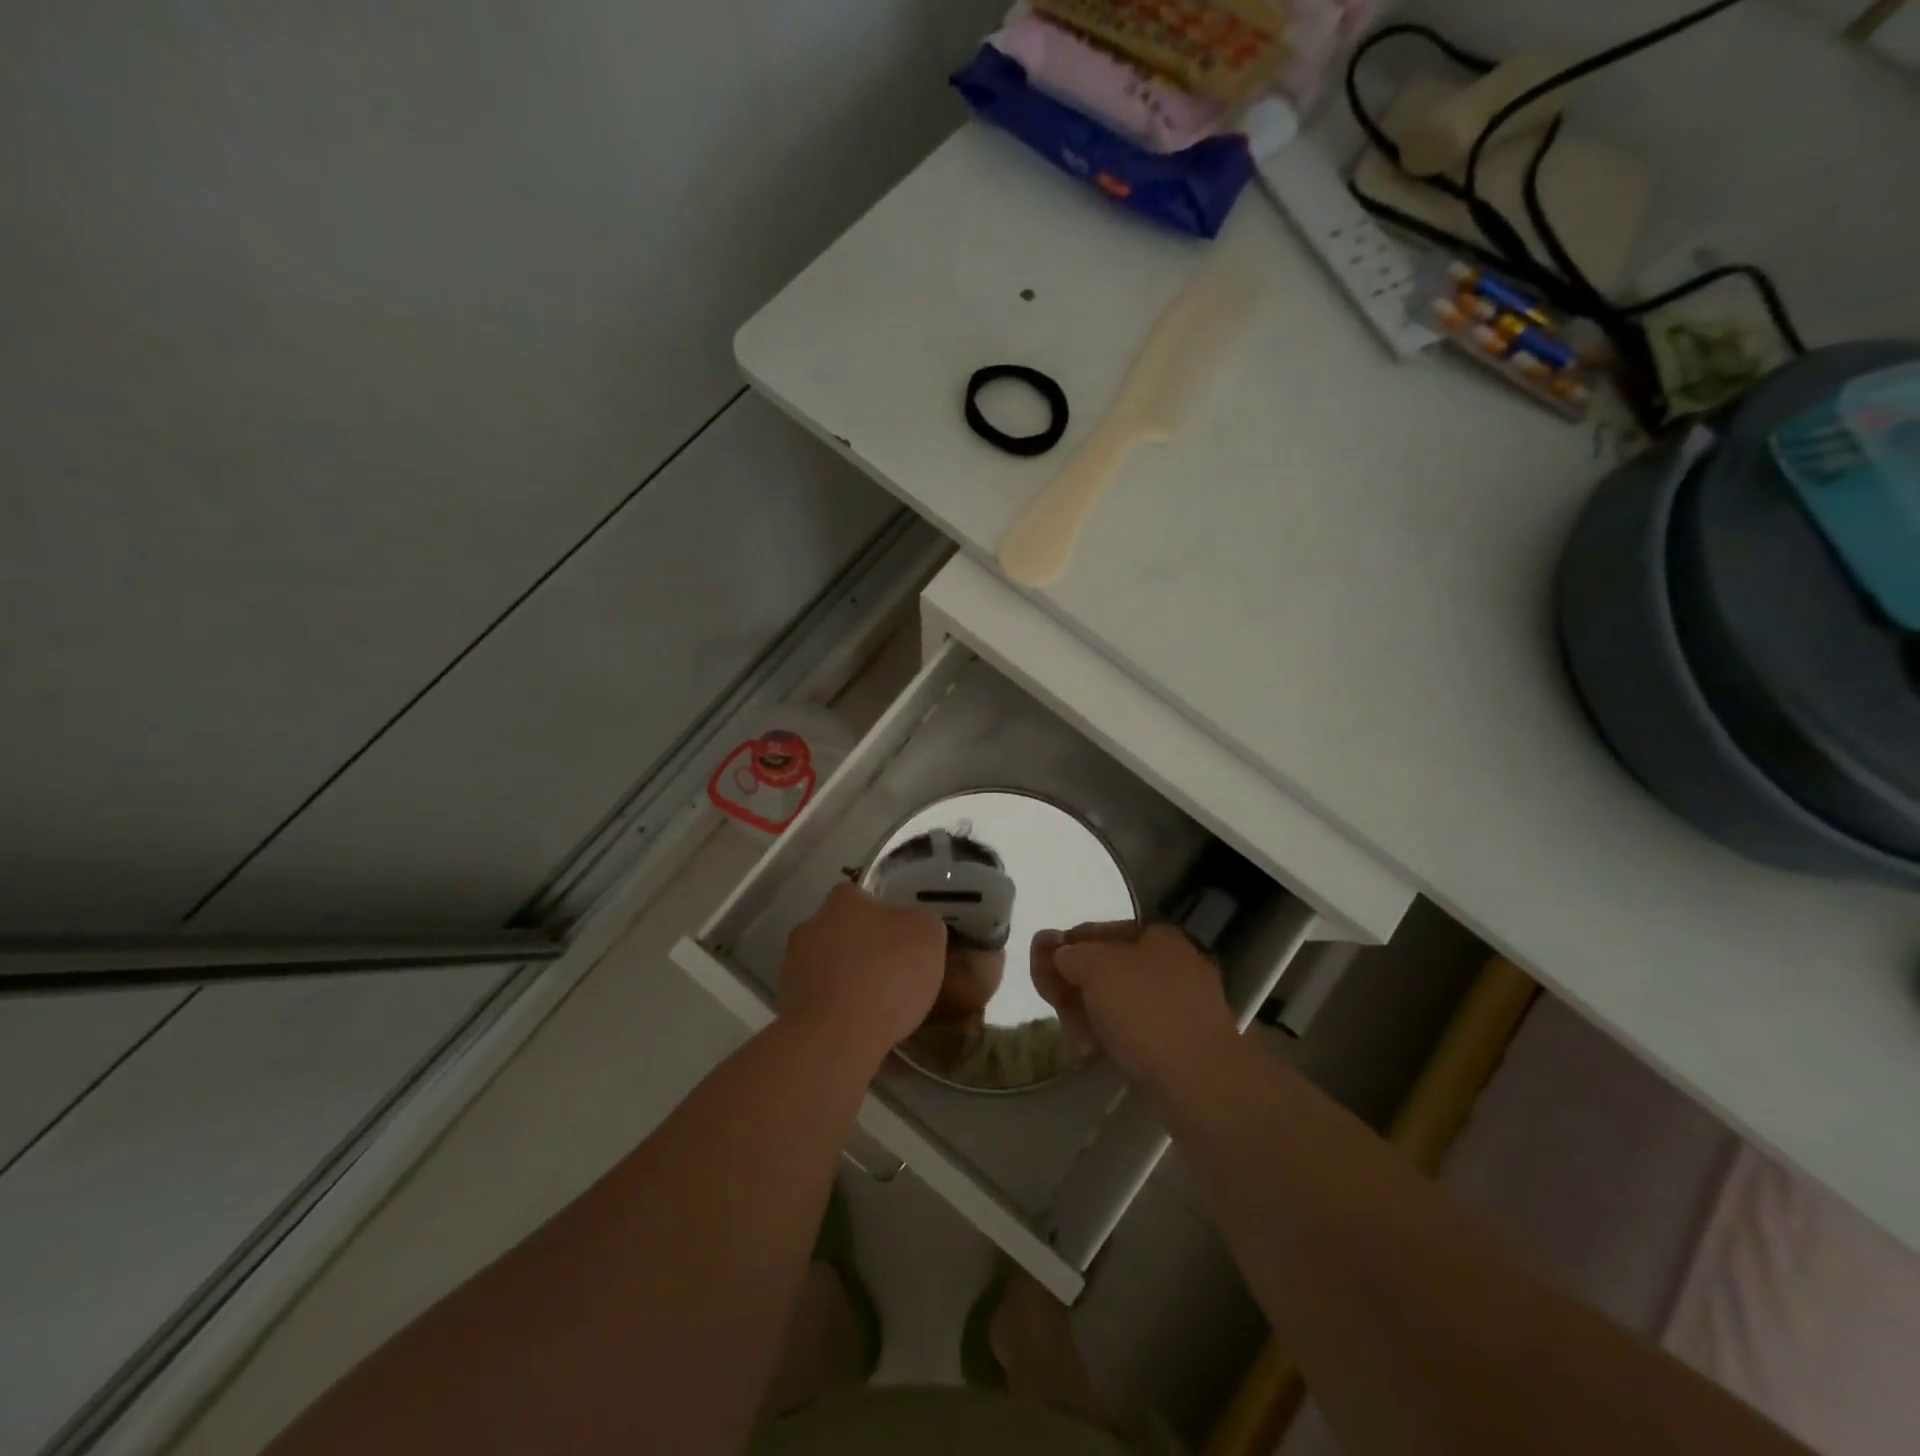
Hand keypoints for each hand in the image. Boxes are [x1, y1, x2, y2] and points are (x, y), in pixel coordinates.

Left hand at [779, 881, 946, 1067]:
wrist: (837, 1036)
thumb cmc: (886, 975)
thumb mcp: (928, 938)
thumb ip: (923, 923)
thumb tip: (916, 926)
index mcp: (842, 902)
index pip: (858, 895)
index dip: (880, 913)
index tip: (898, 935)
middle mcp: (811, 926)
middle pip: (840, 929)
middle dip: (861, 946)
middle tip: (890, 969)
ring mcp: (794, 966)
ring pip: (827, 964)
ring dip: (845, 977)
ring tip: (876, 1004)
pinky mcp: (788, 1004)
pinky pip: (819, 998)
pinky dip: (835, 1007)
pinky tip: (857, 1025)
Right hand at [1042, 922, 1236, 1084]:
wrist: (1200, 1078)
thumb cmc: (1146, 1009)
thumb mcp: (1095, 968)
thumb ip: (1070, 954)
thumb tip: (1061, 954)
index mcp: (1158, 935)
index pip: (1098, 931)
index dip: (1065, 946)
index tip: (1042, 970)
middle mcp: (1172, 963)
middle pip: (1106, 968)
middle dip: (1074, 985)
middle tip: (1054, 1005)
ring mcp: (1180, 1004)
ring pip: (1118, 1001)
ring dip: (1088, 1013)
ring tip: (1077, 1038)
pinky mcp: (1182, 1041)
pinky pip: (1135, 1028)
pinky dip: (1111, 1035)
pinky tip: (1094, 1051)